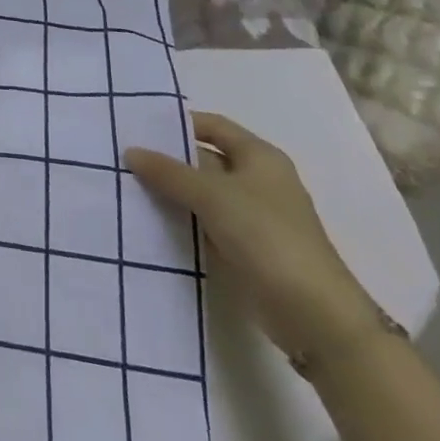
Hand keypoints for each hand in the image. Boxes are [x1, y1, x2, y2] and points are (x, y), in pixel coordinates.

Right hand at [124, 111, 384, 360]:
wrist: (315, 316)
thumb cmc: (267, 236)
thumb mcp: (212, 195)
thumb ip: (169, 172)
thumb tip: (130, 151)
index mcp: (259, 156)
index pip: (212, 126)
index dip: (178, 123)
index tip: (139, 127)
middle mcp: (258, 181)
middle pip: (205, 160)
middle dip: (169, 160)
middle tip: (124, 158)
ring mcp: (253, 217)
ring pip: (203, 194)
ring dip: (172, 193)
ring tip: (127, 186)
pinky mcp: (247, 249)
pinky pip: (207, 224)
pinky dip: (183, 221)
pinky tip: (150, 220)